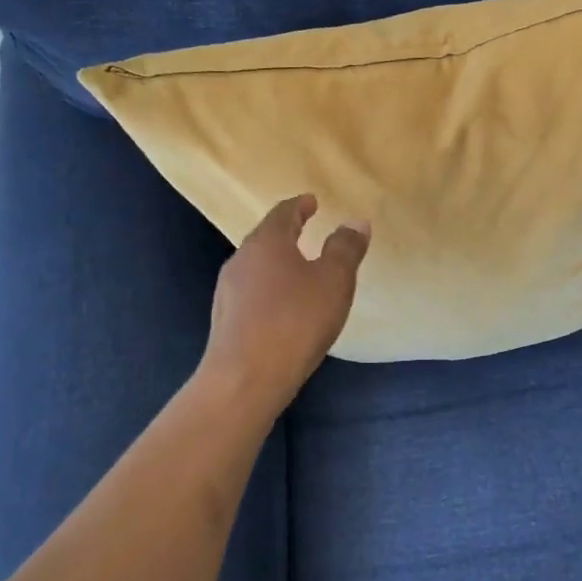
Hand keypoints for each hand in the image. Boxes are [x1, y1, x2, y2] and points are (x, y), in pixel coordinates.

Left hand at [200, 195, 369, 405]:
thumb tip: (355, 221)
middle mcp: (242, 259)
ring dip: (278, 262)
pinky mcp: (226, 319)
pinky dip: (270, 287)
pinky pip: (252, 291)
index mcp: (267, 242)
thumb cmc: (295, 321)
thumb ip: (346, 249)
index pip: (283, 212)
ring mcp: (228, 290)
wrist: (245, 379)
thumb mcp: (334, 281)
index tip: (312, 202)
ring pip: (257, 265)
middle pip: (266, 237)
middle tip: (307, 231)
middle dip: (287, 233)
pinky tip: (282, 306)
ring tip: (299, 269)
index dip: (300, 205)